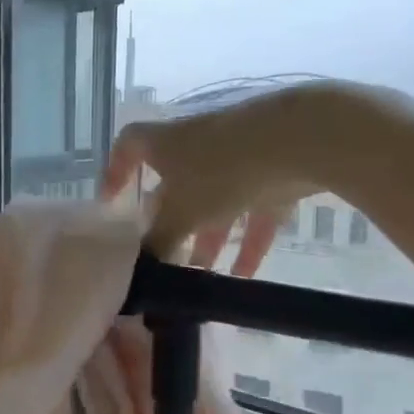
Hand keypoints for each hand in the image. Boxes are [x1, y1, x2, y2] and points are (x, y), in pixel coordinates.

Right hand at [101, 81, 389, 270]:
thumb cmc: (222, 170)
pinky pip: (255, 208)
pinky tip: (246, 276)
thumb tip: (138, 268)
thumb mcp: (182, 214)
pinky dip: (249, 239)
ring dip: (209, 237)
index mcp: (165, 143)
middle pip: (174, 184)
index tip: (112, 202)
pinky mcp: (274, 167)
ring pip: (216, 200)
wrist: (301, 138)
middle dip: (169, 223)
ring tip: (204, 276)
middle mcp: (197, 142)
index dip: (115, 171)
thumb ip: (158, 242)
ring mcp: (237, 153)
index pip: (127, 146)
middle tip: (163, 256)